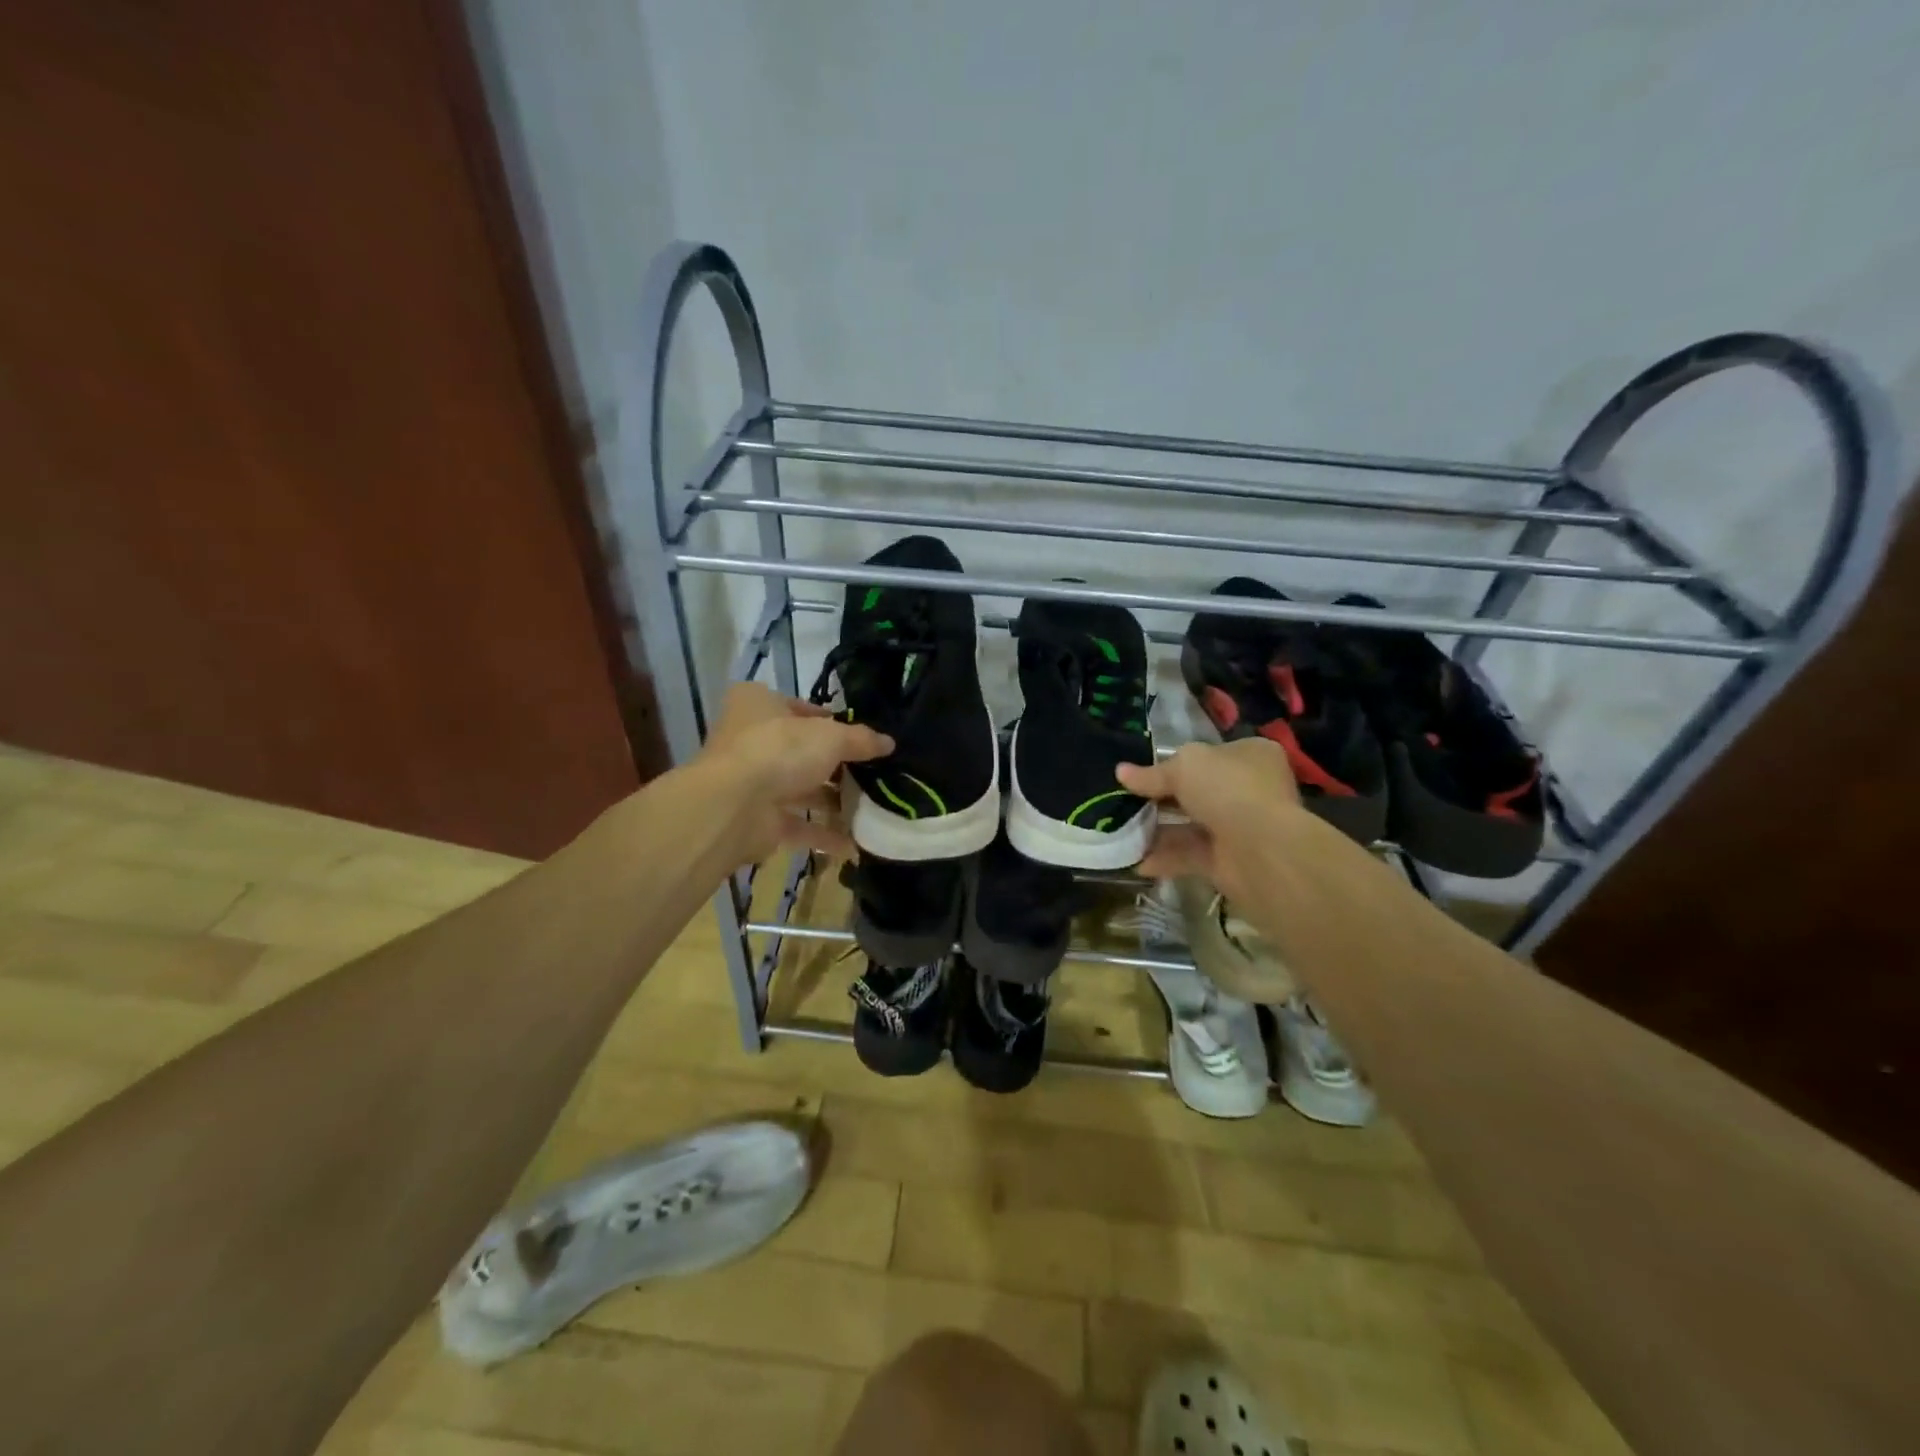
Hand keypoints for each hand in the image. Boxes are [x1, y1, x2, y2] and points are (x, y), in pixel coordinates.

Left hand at [694, 683, 893, 863]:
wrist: (733, 806)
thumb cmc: (779, 750)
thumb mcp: (831, 736)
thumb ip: (861, 739)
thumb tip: (889, 743)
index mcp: (758, 704)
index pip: (800, 708)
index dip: (831, 721)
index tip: (861, 737)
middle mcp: (751, 740)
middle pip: (801, 751)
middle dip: (836, 766)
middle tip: (873, 774)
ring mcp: (752, 782)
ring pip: (800, 789)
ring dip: (833, 801)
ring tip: (872, 807)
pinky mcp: (757, 820)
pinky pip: (798, 825)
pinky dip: (824, 834)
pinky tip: (856, 843)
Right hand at [1116, 738, 1300, 903]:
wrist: (1262, 849)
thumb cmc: (1227, 789)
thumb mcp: (1183, 767)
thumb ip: (1152, 773)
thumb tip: (1121, 772)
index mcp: (1250, 755)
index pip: (1209, 754)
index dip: (1175, 761)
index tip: (1142, 772)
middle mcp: (1249, 789)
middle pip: (1198, 791)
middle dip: (1161, 798)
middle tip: (1125, 802)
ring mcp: (1241, 826)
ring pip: (1192, 825)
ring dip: (1158, 830)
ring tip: (1122, 832)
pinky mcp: (1230, 861)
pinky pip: (1191, 855)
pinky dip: (1165, 858)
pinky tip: (1136, 861)